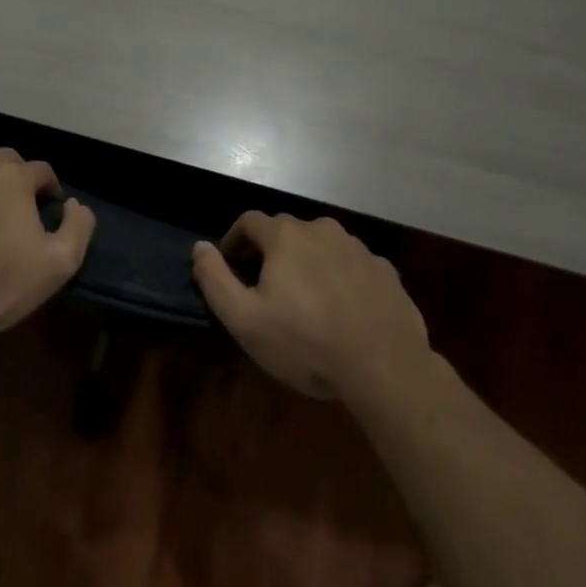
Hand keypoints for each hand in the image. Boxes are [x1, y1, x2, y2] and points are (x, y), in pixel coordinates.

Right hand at [192, 211, 430, 400]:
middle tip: (264, 285)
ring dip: (307, 262)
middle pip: (287, 230)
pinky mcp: (386, 270)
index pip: (249, 221)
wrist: (385, 366)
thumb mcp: (244, 319)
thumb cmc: (306, 342)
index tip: (230, 264)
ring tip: (305, 299)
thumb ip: (214, 279)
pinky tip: (342, 309)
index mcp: (286, 236)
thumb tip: (199, 247)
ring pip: (322, 245)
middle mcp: (322, 229)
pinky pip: (352, 265)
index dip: (234, 239)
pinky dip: (340, 277)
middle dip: (270, 251)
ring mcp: (358, 248)